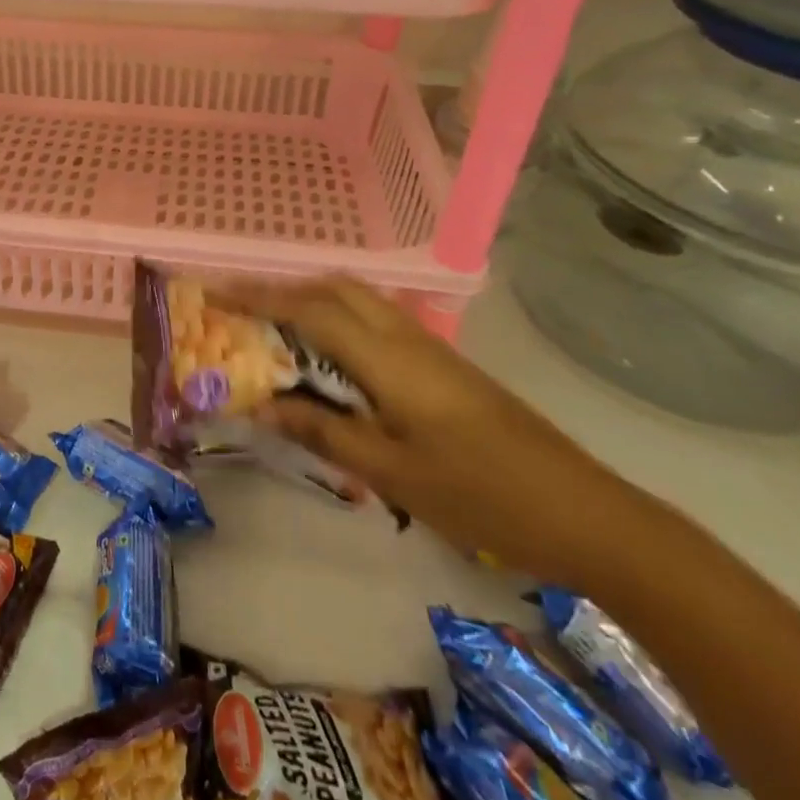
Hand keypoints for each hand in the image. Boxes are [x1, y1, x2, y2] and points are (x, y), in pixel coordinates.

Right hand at [234, 280, 661, 584]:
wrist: (585, 512)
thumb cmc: (481, 495)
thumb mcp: (393, 474)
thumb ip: (323, 433)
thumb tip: (261, 405)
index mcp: (388, 358)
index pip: (309, 310)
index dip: (257, 297)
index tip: (214, 291)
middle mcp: (406, 337)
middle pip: (334, 288)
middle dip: (284, 289)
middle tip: (244, 311)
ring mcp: (430, 347)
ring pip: (358, 300)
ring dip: (312, 301)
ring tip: (276, 332)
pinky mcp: (444, 365)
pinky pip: (376, 322)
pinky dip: (339, 322)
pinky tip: (332, 362)